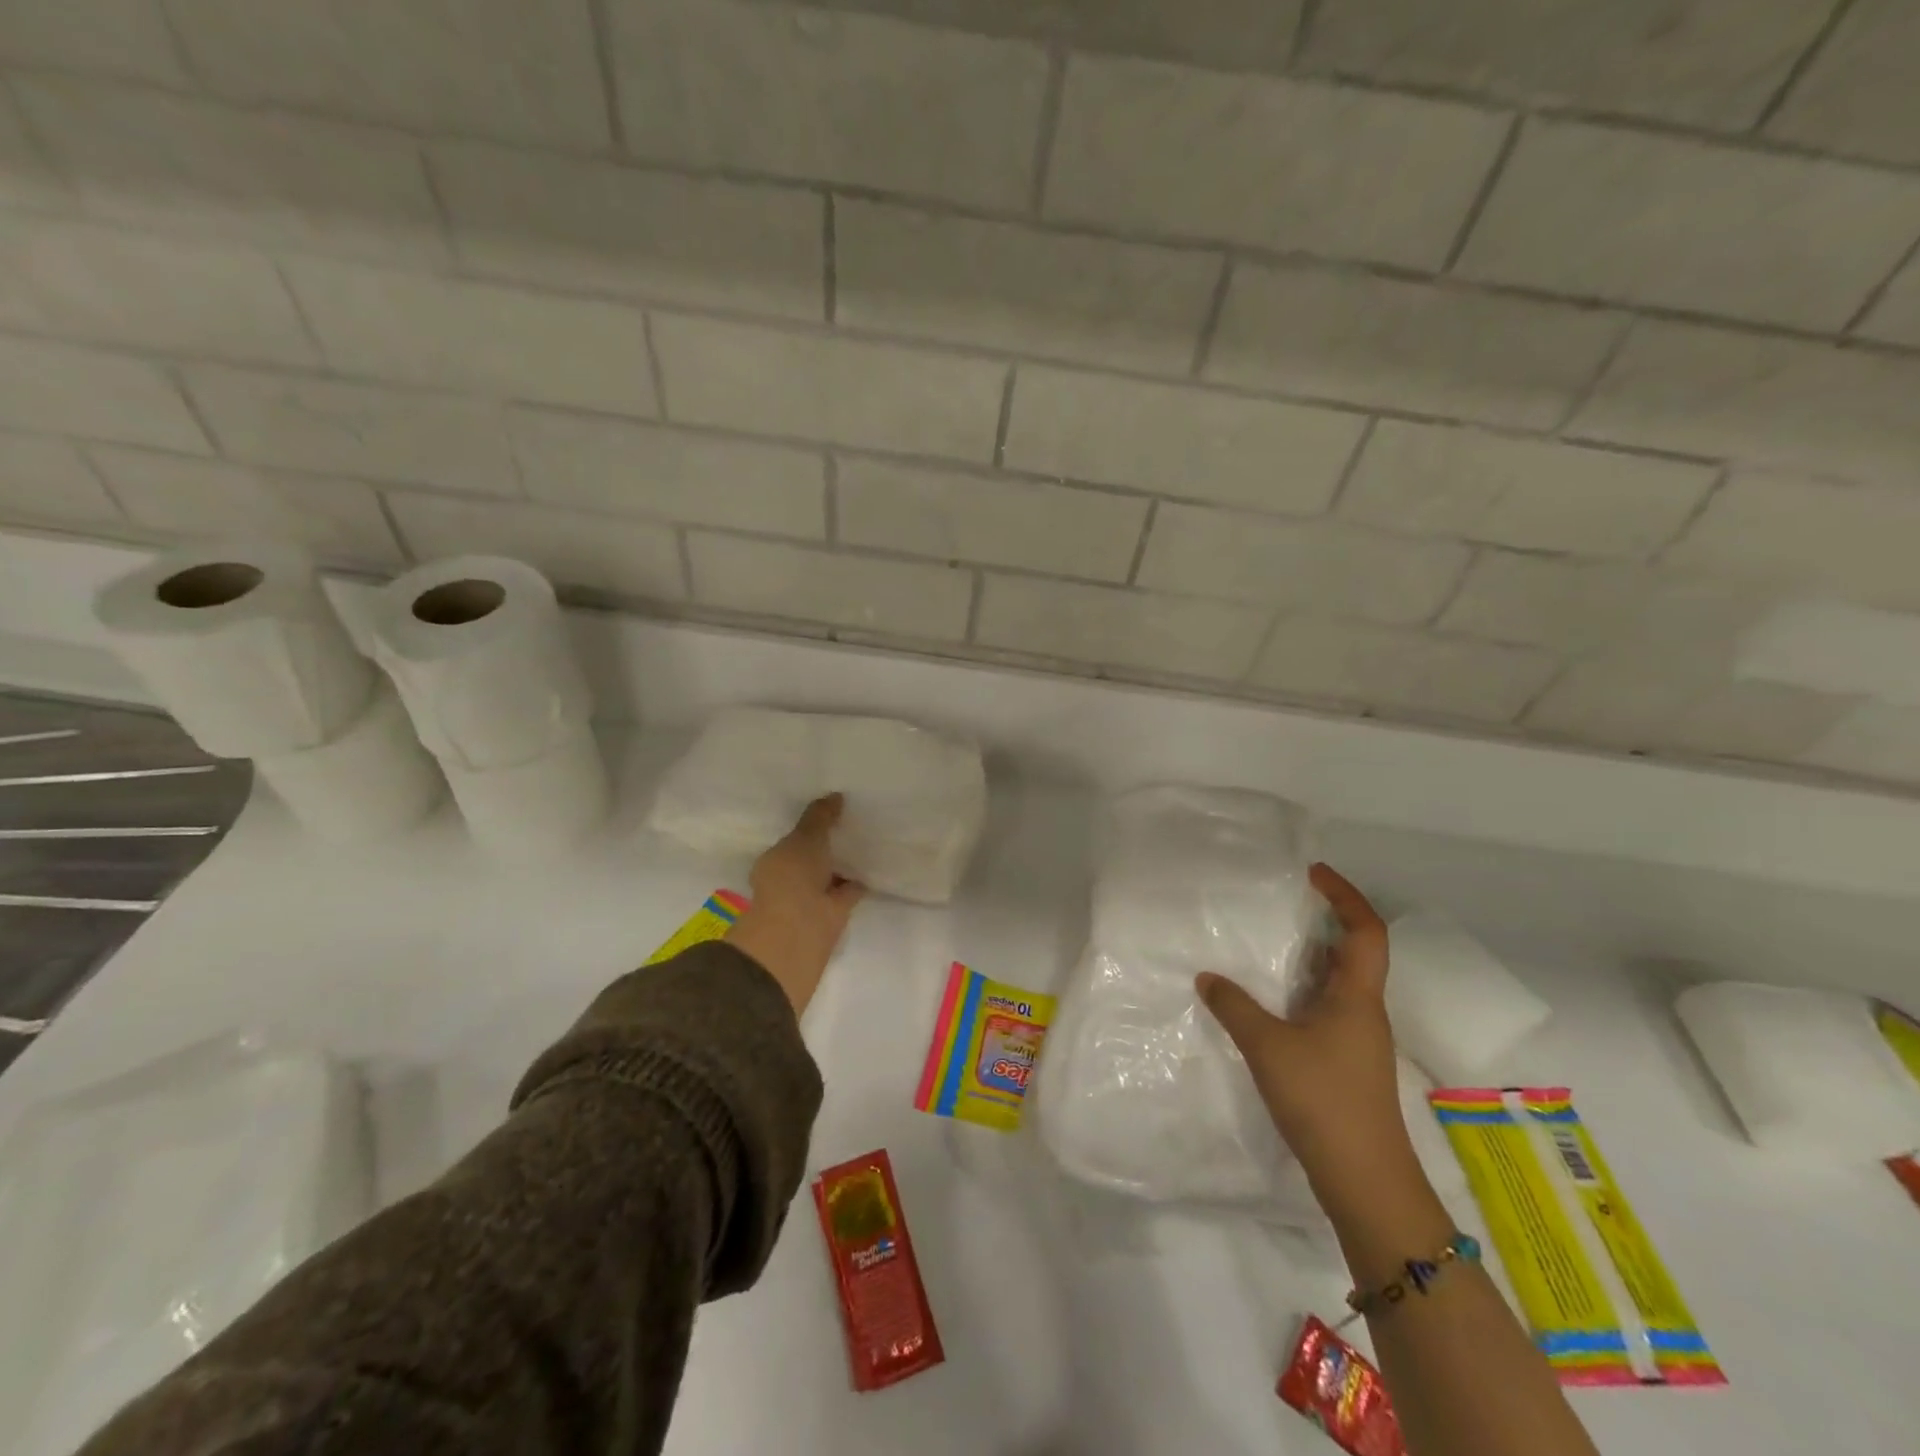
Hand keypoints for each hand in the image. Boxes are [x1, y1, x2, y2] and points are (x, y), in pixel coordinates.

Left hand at [725, 794, 865, 1013]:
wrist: (800, 928)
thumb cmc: (793, 876)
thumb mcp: (806, 836)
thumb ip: (819, 816)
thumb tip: (835, 795)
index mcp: (774, 861)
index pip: (792, 841)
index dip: (808, 828)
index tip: (827, 814)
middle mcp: (789, 881)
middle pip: (811, 859)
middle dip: (826, 847)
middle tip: (850, 824)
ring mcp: (811, 899)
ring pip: (829, 876)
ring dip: (842, 866)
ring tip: (865, 843)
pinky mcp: (832, 915)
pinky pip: (847, 892)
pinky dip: (857, 883)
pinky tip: (873, 869)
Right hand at [1196, 862, 1416, 1214]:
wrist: (1365, 1181)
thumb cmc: (1324, 1100)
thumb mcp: (1268, 1047)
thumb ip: (1235, 1007)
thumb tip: (1207, 976)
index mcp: (1358, 997)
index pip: (1366, 931)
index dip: (1345, 896)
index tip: (1312, 874)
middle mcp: (1364, 1011)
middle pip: (1355, 952)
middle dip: (1324, 921)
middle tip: (1281, 904)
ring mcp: (1357, 1040)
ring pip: (1338, 983)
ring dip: (1310, 958)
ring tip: (1267, 944)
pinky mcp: (1345, 1063)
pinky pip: (1325, 1008)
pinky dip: (1301, 991)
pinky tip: (1268, 1001)